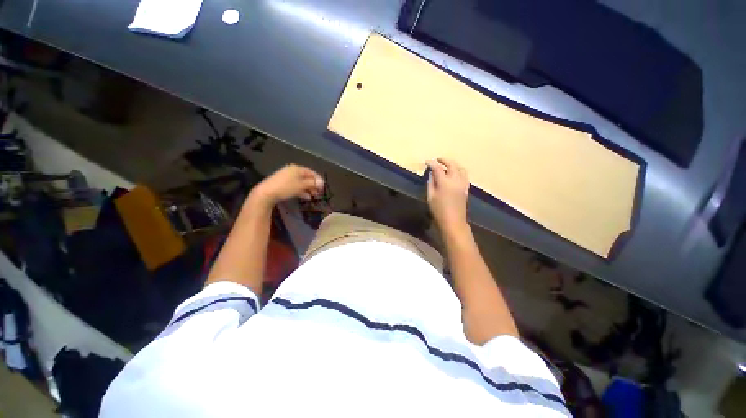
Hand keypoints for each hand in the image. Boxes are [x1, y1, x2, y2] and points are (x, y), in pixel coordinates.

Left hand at [249, 164, 323, 207]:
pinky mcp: (283, 183)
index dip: (318, 179)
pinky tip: (305, 197)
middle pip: (306, 177)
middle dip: (313, 185)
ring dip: (308, 189)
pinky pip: (295, 185)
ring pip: (301, 182)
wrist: (266, 193)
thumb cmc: (286, 187)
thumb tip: (322, 182)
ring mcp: (287, 177)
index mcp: (297, 168)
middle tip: (319, 193)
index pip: (311, 172)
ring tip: (313, 196)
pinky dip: (301, 190)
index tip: (323, 187)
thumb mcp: (301, 185)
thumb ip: (312, 183)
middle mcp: (292, 170)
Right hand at [426, 158, 469, 231]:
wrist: (453, 221)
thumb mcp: (430, 196)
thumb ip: (430, 183)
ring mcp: (462, 184)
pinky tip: (454, 174)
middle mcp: (455, 180)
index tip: (427, 162)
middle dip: (444, 160)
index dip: (432, 163)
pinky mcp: (466, 188)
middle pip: (452, 165)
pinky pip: (464, 175)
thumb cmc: (438, 210)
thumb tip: (431, 174)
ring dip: (453, 164)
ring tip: (447, 165)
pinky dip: (459, 171)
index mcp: (444, 182)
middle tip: (437, 160)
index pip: (438, 168)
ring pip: (460, 168)